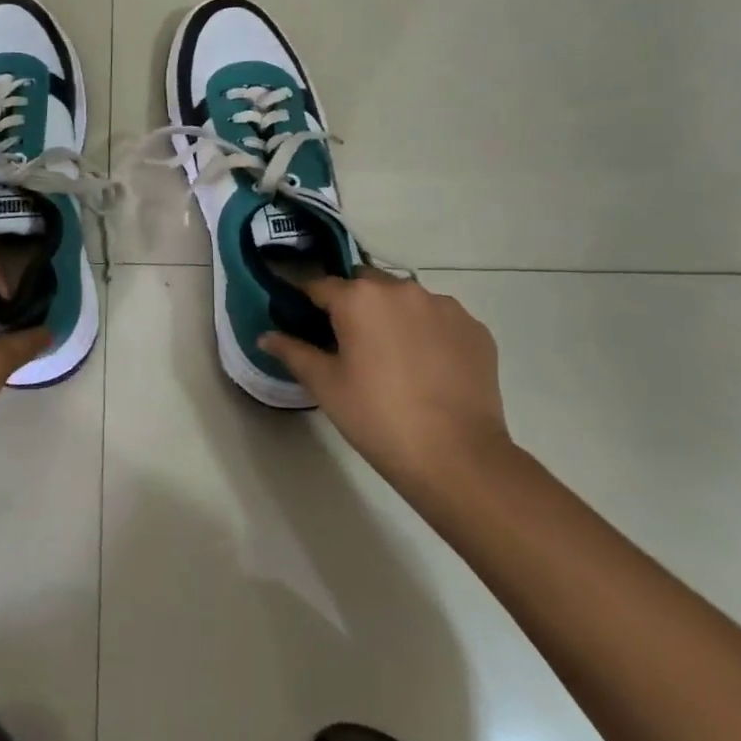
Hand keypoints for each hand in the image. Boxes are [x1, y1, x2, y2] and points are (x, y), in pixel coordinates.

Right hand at [259, 270, 511, 497]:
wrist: (457, 456)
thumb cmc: (377, 417)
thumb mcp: (325, 385)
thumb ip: (293, 352)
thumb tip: (266, 336)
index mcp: (359, 298)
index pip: (320, 285)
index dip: (305, 301)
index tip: (300, 319)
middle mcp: (402, 289)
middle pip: (365, 284)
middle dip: (352, 304)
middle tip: (348, 343)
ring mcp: (444, 306)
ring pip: (404, 299)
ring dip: (391, 315)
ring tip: (391, 356)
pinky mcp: (475, 328)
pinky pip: (439, 318)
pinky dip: (427, 332)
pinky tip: (426, 367)